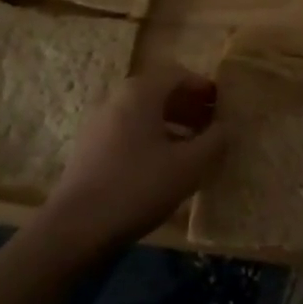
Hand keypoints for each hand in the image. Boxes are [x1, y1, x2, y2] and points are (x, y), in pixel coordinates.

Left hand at [38, 72, 226, 254]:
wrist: (75, 229)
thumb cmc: (137, 187)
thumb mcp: (188, 166)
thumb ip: (214, 142)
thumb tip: (227, 127)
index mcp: (140, 92)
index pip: (178, 74)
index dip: (204, 87)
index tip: (223, 105)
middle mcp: (117, 98)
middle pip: (160, 92)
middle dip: (189, 106)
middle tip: (212, 126)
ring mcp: (99, 123)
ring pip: (143, 114)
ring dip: (171, 124)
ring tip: (193, 148)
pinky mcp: (89, 148)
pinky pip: (128, 131)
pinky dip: (151, 139)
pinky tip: (163, 166)